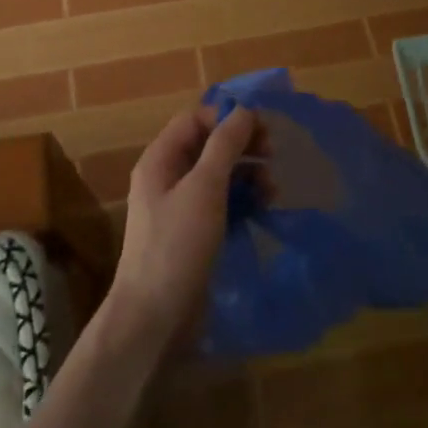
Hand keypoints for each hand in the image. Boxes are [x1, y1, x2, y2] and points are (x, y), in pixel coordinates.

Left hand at [104, 105, 260, 352]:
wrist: (154, 316)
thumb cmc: (177, 245)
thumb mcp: (204, 189)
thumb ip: (224, 146)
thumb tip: (244, 111)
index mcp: (160, 159)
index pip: (195, 120)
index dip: (227, 118)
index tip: (262, 129)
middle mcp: (167, 177)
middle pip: (208, 145)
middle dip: (242, 146)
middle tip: (273, 155)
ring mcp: (179, 206)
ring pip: (217, 175)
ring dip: (246, 174)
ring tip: (272, 190)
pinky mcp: (192, 232)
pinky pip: (220, 202)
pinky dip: (241, 200)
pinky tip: (262, 209)